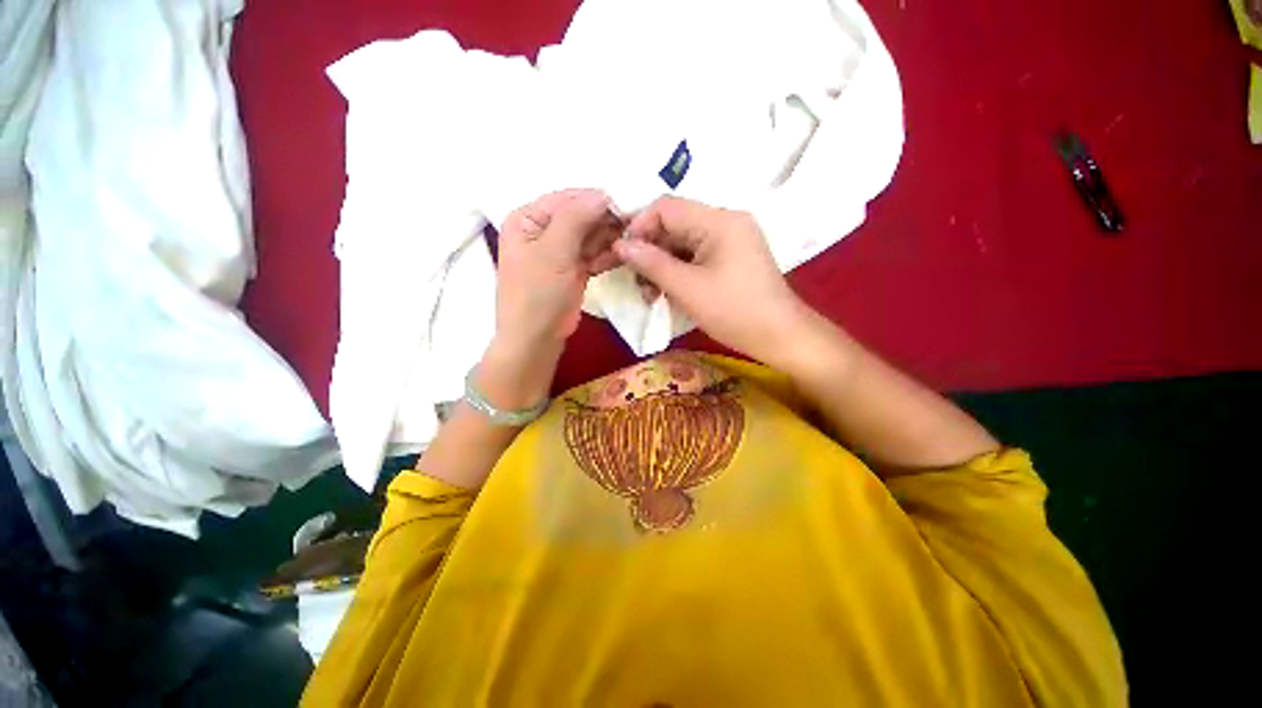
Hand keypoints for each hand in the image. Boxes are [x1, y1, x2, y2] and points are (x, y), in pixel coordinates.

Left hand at [484, 189, 619, 406]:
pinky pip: (594, 254)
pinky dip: (607, 255)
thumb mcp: (553, 252)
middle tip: (634, 229)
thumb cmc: (537, 294)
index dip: (597, 201)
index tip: (628, 207)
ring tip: (630, 244)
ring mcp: (560, 251)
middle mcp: (543, 230)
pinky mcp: (574, 269)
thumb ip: (576, 219)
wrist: (536, 339)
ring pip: (591, 236)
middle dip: (606, 222)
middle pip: (581, 216)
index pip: (568, 199)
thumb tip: (603, 194)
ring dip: (610, 240)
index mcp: (528, 218)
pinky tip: (621, 257)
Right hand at [614, 196, 810, 367]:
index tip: (622, 255)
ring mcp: (729, 240)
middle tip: (636, 281)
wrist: (779, 337)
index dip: (639, 227)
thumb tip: (620, 244)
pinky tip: (667, 292)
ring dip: (661, 265)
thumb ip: (651, 263)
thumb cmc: (735, 312)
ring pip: (681, 243)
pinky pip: (694, 257)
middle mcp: (725, 222)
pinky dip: (677, 272)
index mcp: (719, 220)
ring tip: (650, 294)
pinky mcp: (729, 258)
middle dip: (649, 252)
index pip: (666, 207)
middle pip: (673, 225)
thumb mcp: (687, 288)